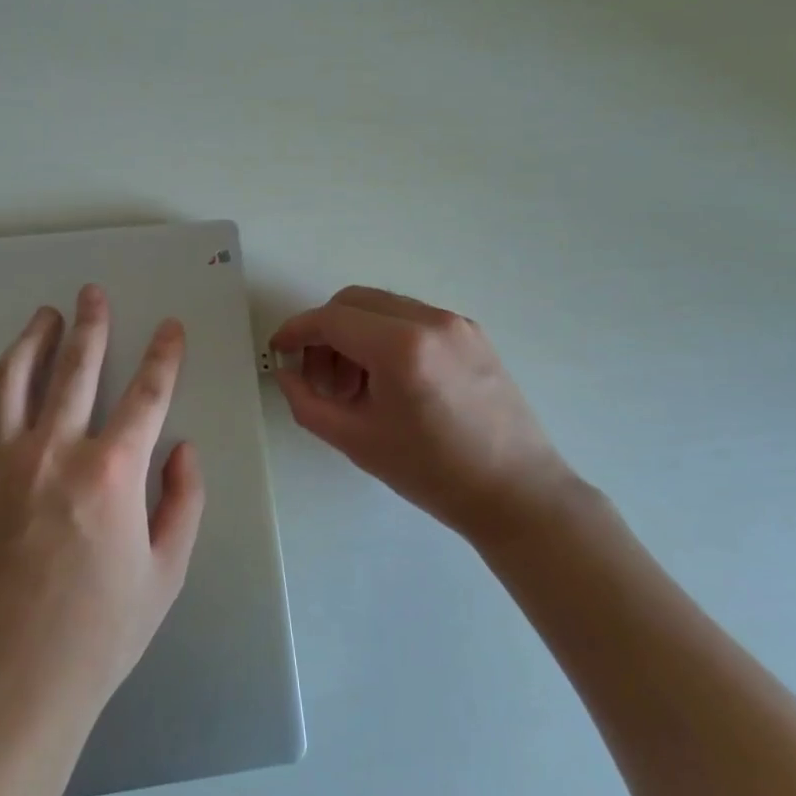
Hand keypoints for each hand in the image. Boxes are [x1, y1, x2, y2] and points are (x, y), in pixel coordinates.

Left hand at [0, 285, 205, 730]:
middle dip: (91, 324)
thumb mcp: (166, 572)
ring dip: (36, 339)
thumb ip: (182, 501)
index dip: (162, 355)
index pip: (146, 394)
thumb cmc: (100, 633)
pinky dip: (9, 383)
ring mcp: (7, 463)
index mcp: (112, 473)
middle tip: (93, 293)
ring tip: (46, 314)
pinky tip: (17, 375)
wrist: (7, 683)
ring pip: (19, 379)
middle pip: (77, 368)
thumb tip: (181, 448)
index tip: (169, 327)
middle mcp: (57, 452)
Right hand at [271, 286, 579, 539]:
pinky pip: (413, 319)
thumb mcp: (356, 440)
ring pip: (384, 307)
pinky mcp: (473, 333)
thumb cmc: (432, 472)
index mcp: (401, 346)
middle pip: (354, 302)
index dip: (297, 332)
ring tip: (355, 386)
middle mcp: (430, 320)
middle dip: (325, 331)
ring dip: (356, 334)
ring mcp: (456, 323)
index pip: (331, 319)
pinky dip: (387, 337)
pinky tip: (389, 381)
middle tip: (319, 376)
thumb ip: (307, 402)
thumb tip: (287, 374)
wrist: (516, 493)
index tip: (280, 351)